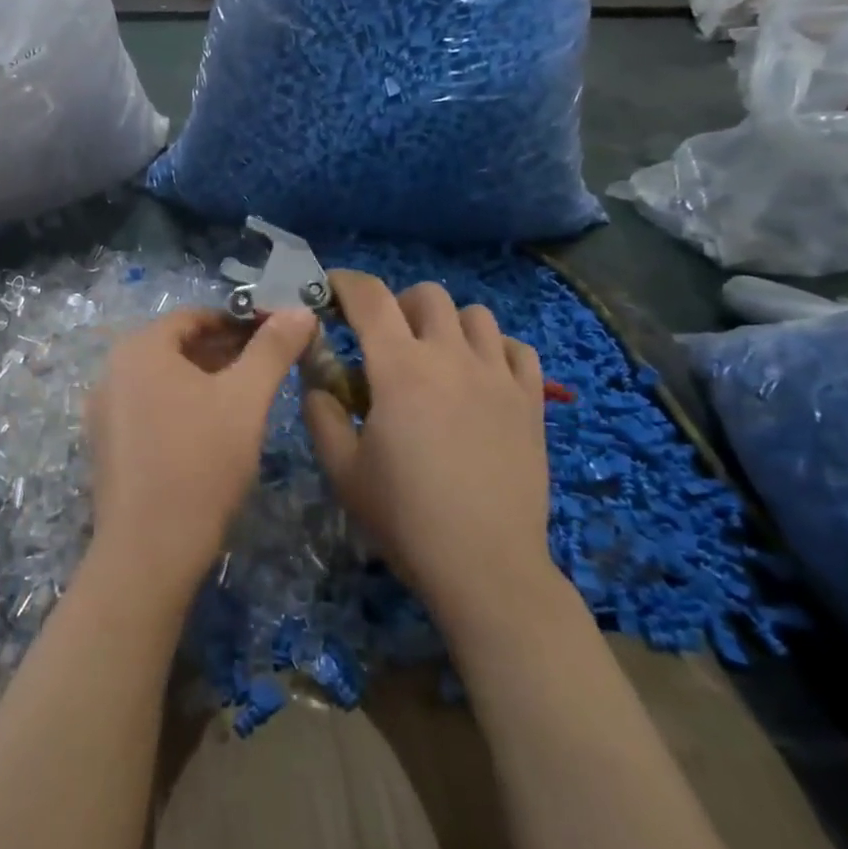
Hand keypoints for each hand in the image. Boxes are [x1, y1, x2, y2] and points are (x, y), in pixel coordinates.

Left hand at [86, 307, 315, 595]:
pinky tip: (214, 431)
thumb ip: (274, 348)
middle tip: (269, 365)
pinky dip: (183, 407)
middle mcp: (112, 371)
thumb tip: (300, 310)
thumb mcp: (246, 399)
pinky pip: (150, 409)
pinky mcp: (107, 447)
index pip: (195, 316)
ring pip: (164, 380)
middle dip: (225, 350)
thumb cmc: (201, 461)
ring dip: (206, 379)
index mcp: (140, 349)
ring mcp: (105, 411)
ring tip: (248, 397)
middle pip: (177, 346)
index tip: (276, 334)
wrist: (149, 551)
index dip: (239, 320)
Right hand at [302, 272, 562, 622]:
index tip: (330, 288)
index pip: (370, 298)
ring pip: (476, 314)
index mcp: (400, 369)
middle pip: (427, 295)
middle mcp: (451, 358)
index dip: (345, 283)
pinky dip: (495, 349)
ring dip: (448, 324)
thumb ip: (321, 414)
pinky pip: (518, 349)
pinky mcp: (531, 402)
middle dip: (398, 304)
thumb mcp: (342, 470)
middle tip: (385, 339)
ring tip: (436, 357)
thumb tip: (317, 382)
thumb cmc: (405, 518)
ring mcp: (498, 376)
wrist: (484, 565)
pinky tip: (481, 376)